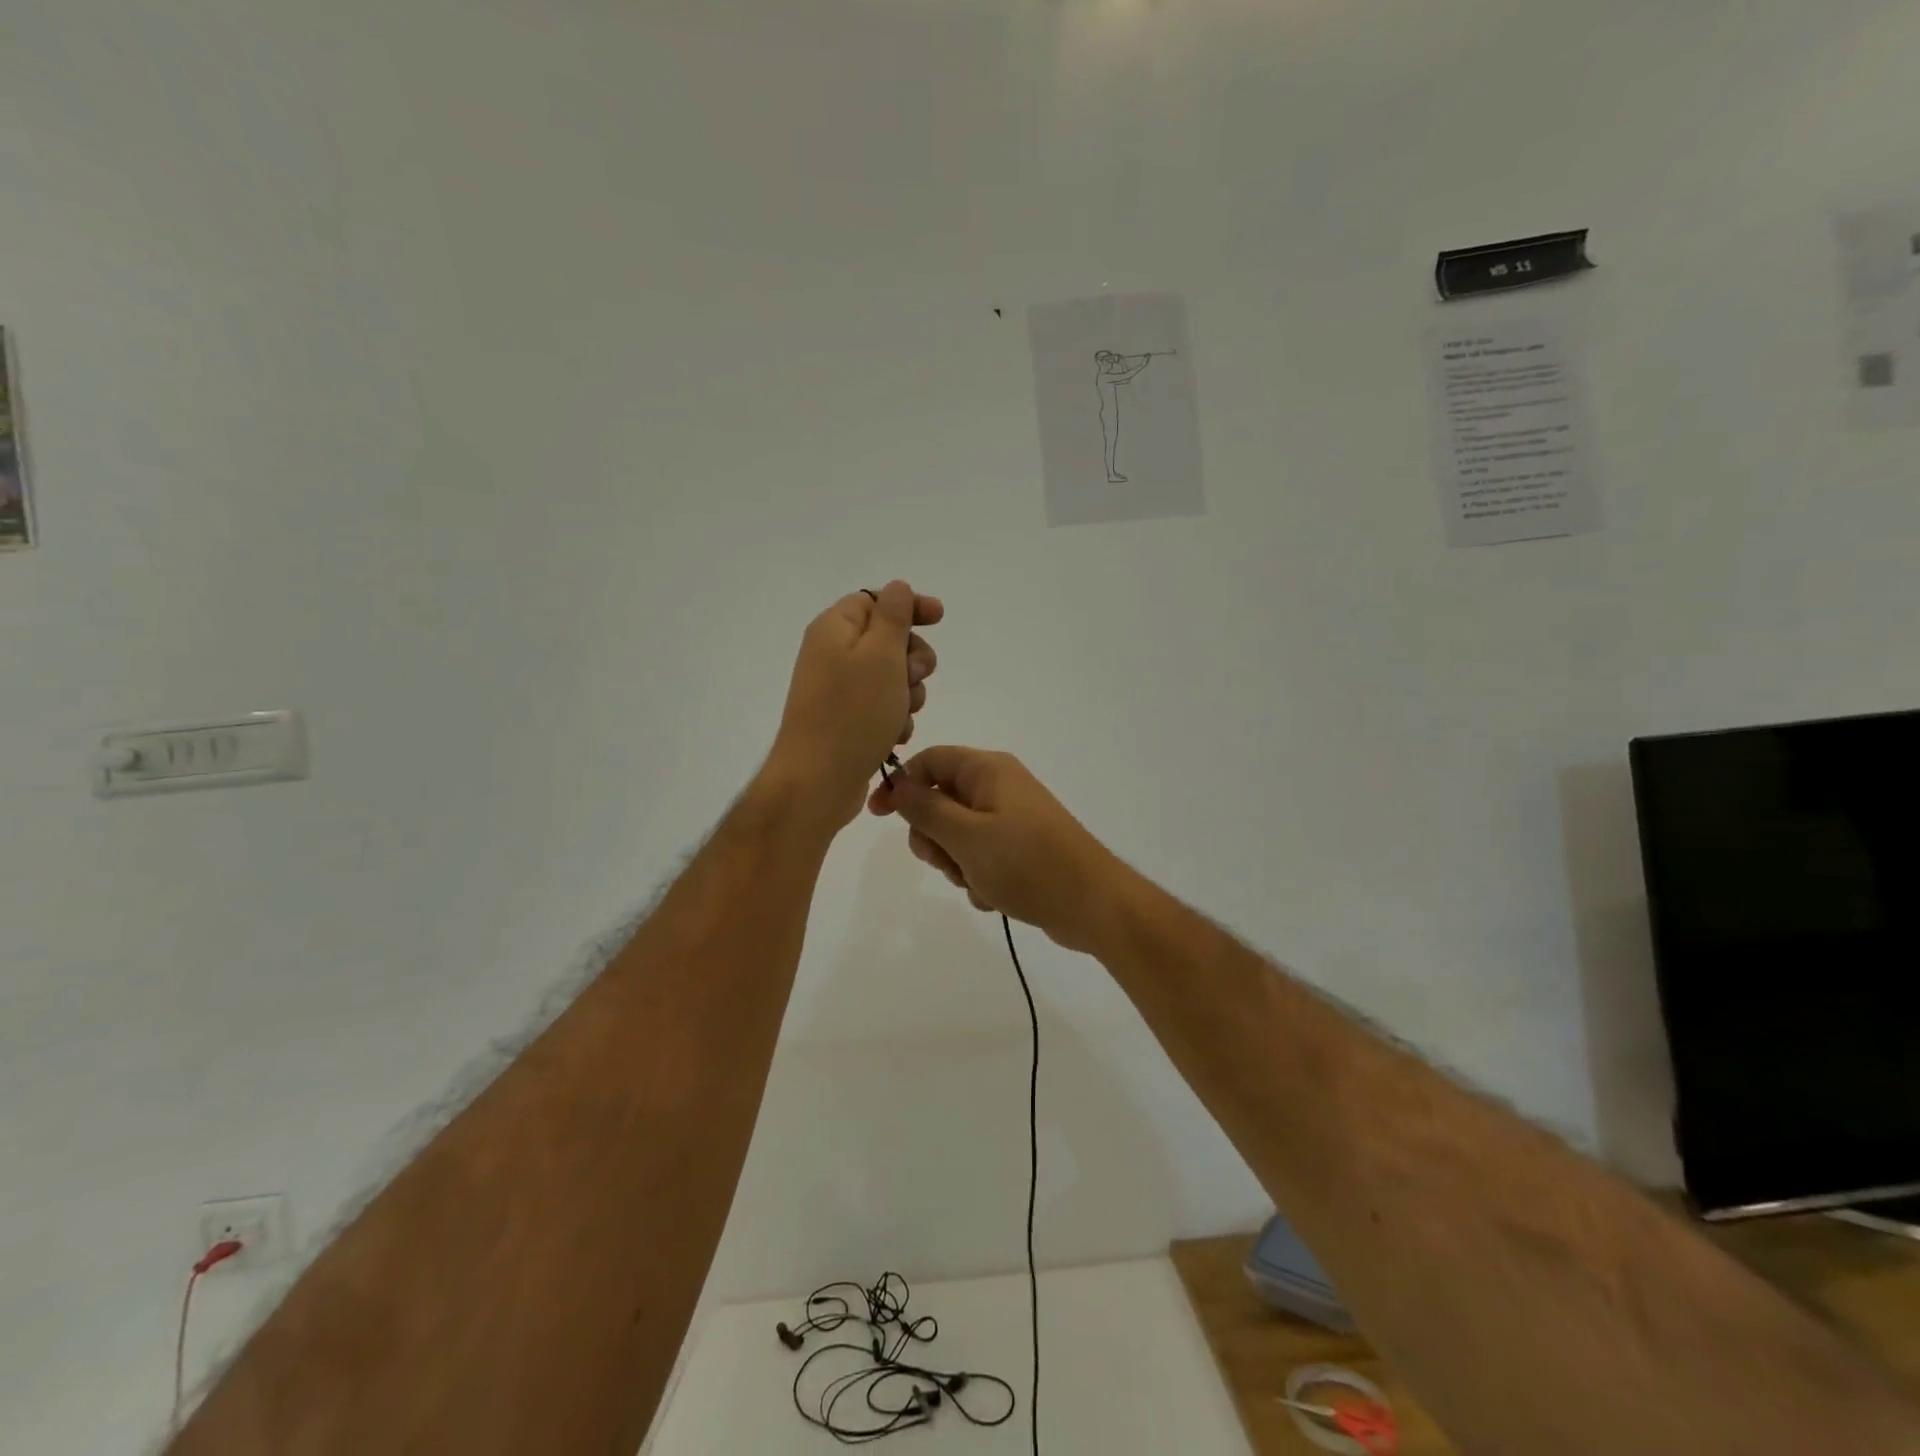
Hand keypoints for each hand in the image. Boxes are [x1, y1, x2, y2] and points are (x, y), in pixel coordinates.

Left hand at [763, 581, 941, 831]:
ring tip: (901, 717)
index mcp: (834, 629)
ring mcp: (839, 690)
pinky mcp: (846, 720)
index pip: (875, 599)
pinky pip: (882, 707)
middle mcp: (833, 654)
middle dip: (912, 659)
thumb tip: (897, 588)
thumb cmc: (852, 713)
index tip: (939, 619)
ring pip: (892, 678)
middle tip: (914, 677)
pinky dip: (894, 718)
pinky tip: (894, 737)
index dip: (909, 606)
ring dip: (908, 694)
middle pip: (888, 640)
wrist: (818, 781)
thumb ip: (893, 616)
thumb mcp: (881, 656)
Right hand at [867, 746, 1127, 953]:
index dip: (900, 785)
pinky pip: (981, 855)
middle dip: (934, 837)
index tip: (878, 817)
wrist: (1093, 903)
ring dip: (956, 862)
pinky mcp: (1021, 846)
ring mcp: (1012, 818)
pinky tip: (994, 894)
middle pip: (940, 800)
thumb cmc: (1026, 863)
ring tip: (978, 882)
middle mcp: (999, 786)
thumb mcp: (966, 836)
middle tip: (948, 861)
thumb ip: (926, 809)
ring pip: (958, 834)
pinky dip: (979, 875)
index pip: (929, 761)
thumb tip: (898, 784)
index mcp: (987, 770)